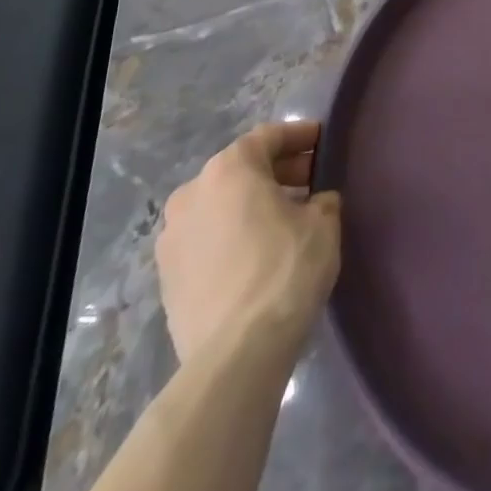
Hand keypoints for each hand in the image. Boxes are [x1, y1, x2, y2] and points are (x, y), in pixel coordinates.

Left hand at [156, 121, 341, 364]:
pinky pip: (206, 239)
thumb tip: (316, 203)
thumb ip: (321, 201)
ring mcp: (172, 238)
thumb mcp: (323, 223)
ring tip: (285, 220)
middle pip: (240, 169)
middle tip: (310, 181)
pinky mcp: (167, 278)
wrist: (236, 354)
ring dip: (250, 204)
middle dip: (276, 171)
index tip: (322, 141)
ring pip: (220, 205)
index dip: (300, 136)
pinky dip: (231, 235)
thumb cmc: (285, 269)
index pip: (269, 136)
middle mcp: (192, 193)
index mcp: (229, 169)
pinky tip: (257, 253)